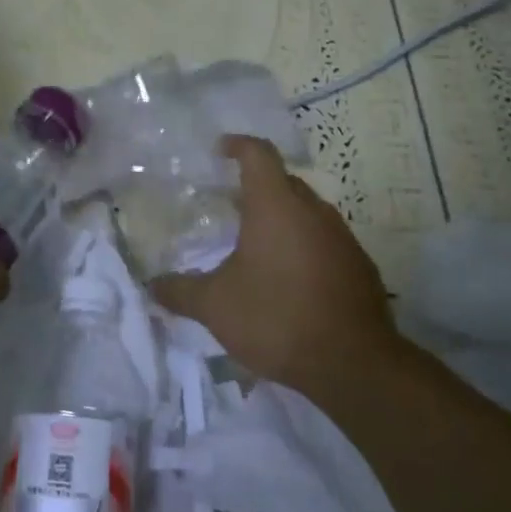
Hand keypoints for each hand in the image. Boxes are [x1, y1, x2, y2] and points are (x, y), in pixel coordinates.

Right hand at [151, 136, 396, 394]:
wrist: (355, 365)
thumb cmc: (277, 318)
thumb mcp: (216, 306)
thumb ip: (180, 291)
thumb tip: (150, 285)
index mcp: (276, 206)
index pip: (258, 154)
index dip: (237, 145)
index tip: (220, 150)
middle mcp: (313, 211)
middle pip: (283, 182)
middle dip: (256, 186)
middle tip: (228, 204)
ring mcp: (342, 238)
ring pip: (306, 212)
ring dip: (281, 218)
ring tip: (255, 242)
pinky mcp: (359, 267)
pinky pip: (324, 241)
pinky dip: (302, 245)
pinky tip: (287, 278)